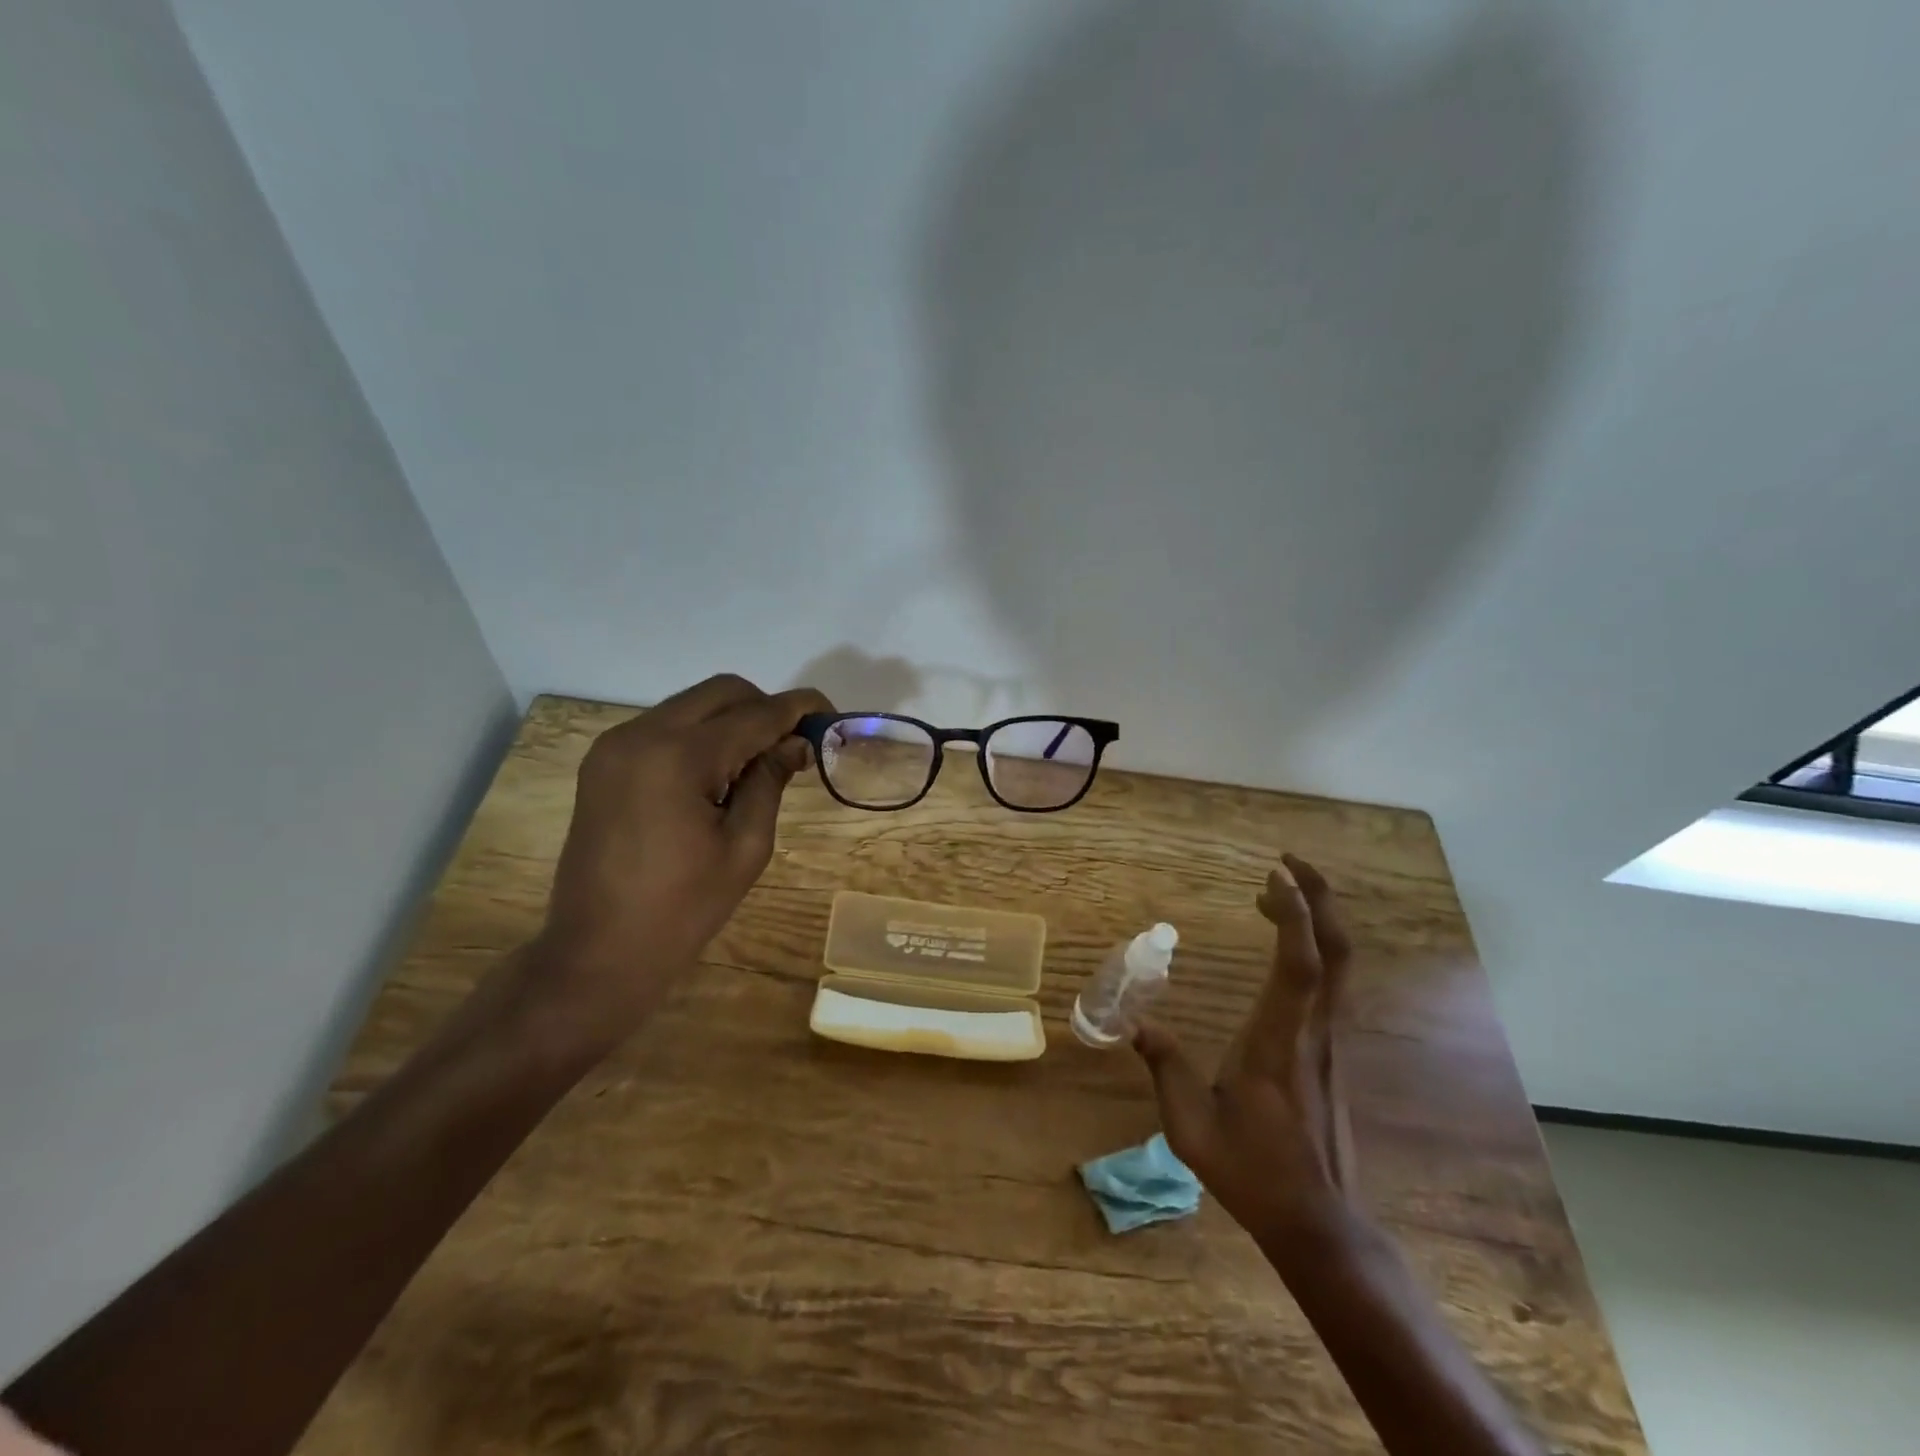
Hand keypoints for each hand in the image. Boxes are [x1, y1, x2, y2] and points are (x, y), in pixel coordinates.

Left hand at [529, 674, 832, 1039]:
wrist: (597, 953)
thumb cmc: (682, 909)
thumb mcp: (745, 847)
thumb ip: (770, 781)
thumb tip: (796, 742)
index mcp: (678, 756)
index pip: (755, 714)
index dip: (799, 708)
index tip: (831, 713)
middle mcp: (641, 734)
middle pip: (721, 692)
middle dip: (765, 708)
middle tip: (794, 745)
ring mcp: (615, 745)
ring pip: (692, 705)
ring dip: (733, 721)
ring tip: (758, 764)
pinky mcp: (604, 762)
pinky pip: (665, 727)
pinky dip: (701, 735)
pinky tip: (718, 774)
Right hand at [1133, 853, 1356, 1247]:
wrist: (1321, 1224)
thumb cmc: (1254, 1172)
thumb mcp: (1192, 1126)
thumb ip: (1166, 1069)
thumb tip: (1136, 1026)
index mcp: (1280, 1043)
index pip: (1300, 967)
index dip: (1294, 916)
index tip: (1274, 875)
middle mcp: (1314, 1032)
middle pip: (1336, 952)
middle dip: (1320, 899)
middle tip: (1286, 864)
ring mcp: (1330, 1042)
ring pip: (1339, 966)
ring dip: (1315, 920)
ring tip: (1273, 896)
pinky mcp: (1332, 1052)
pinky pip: (1329, 985)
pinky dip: (1311, 950)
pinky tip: (1282, 949)